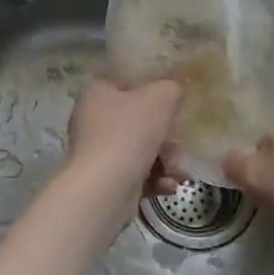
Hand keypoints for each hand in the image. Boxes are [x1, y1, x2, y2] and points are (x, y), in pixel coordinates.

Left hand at [65, 78, 186, 199]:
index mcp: (98, 94)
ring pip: (143, 151)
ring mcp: (99, 153)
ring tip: (179, 174)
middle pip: (141, 123)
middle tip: (180, 149)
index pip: (129, 86)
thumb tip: (172, 93)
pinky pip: (138, 174)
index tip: (174, 107)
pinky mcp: (106, 181)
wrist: (104, 188)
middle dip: (168, 139)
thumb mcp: (160, 97)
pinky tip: (168, 186)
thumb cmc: (129, 133)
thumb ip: (170, 89)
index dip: (154, 94)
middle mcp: (93, 122)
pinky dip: (156, 179)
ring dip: (167, 162)